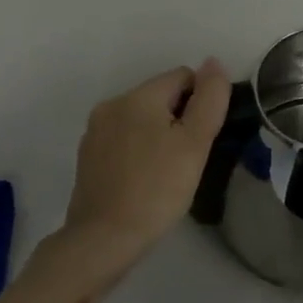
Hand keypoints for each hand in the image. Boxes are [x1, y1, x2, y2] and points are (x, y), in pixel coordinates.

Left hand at [60, 60, 231, 273]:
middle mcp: (112, 104)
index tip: (202, 138)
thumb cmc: (157, 189)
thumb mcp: (195, 143)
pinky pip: (123, 139)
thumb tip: (214, 63)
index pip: (183, 76)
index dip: (200, 102)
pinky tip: (144, 180)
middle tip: (187, 158)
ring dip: (158, 134)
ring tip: (167, 172)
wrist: (103, 240)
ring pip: (141, 118)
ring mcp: (95, 131)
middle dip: (179, 118)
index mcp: (138, 96)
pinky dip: (138, 150)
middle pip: (161, 96)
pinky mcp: (88, 156)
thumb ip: (209, 98)